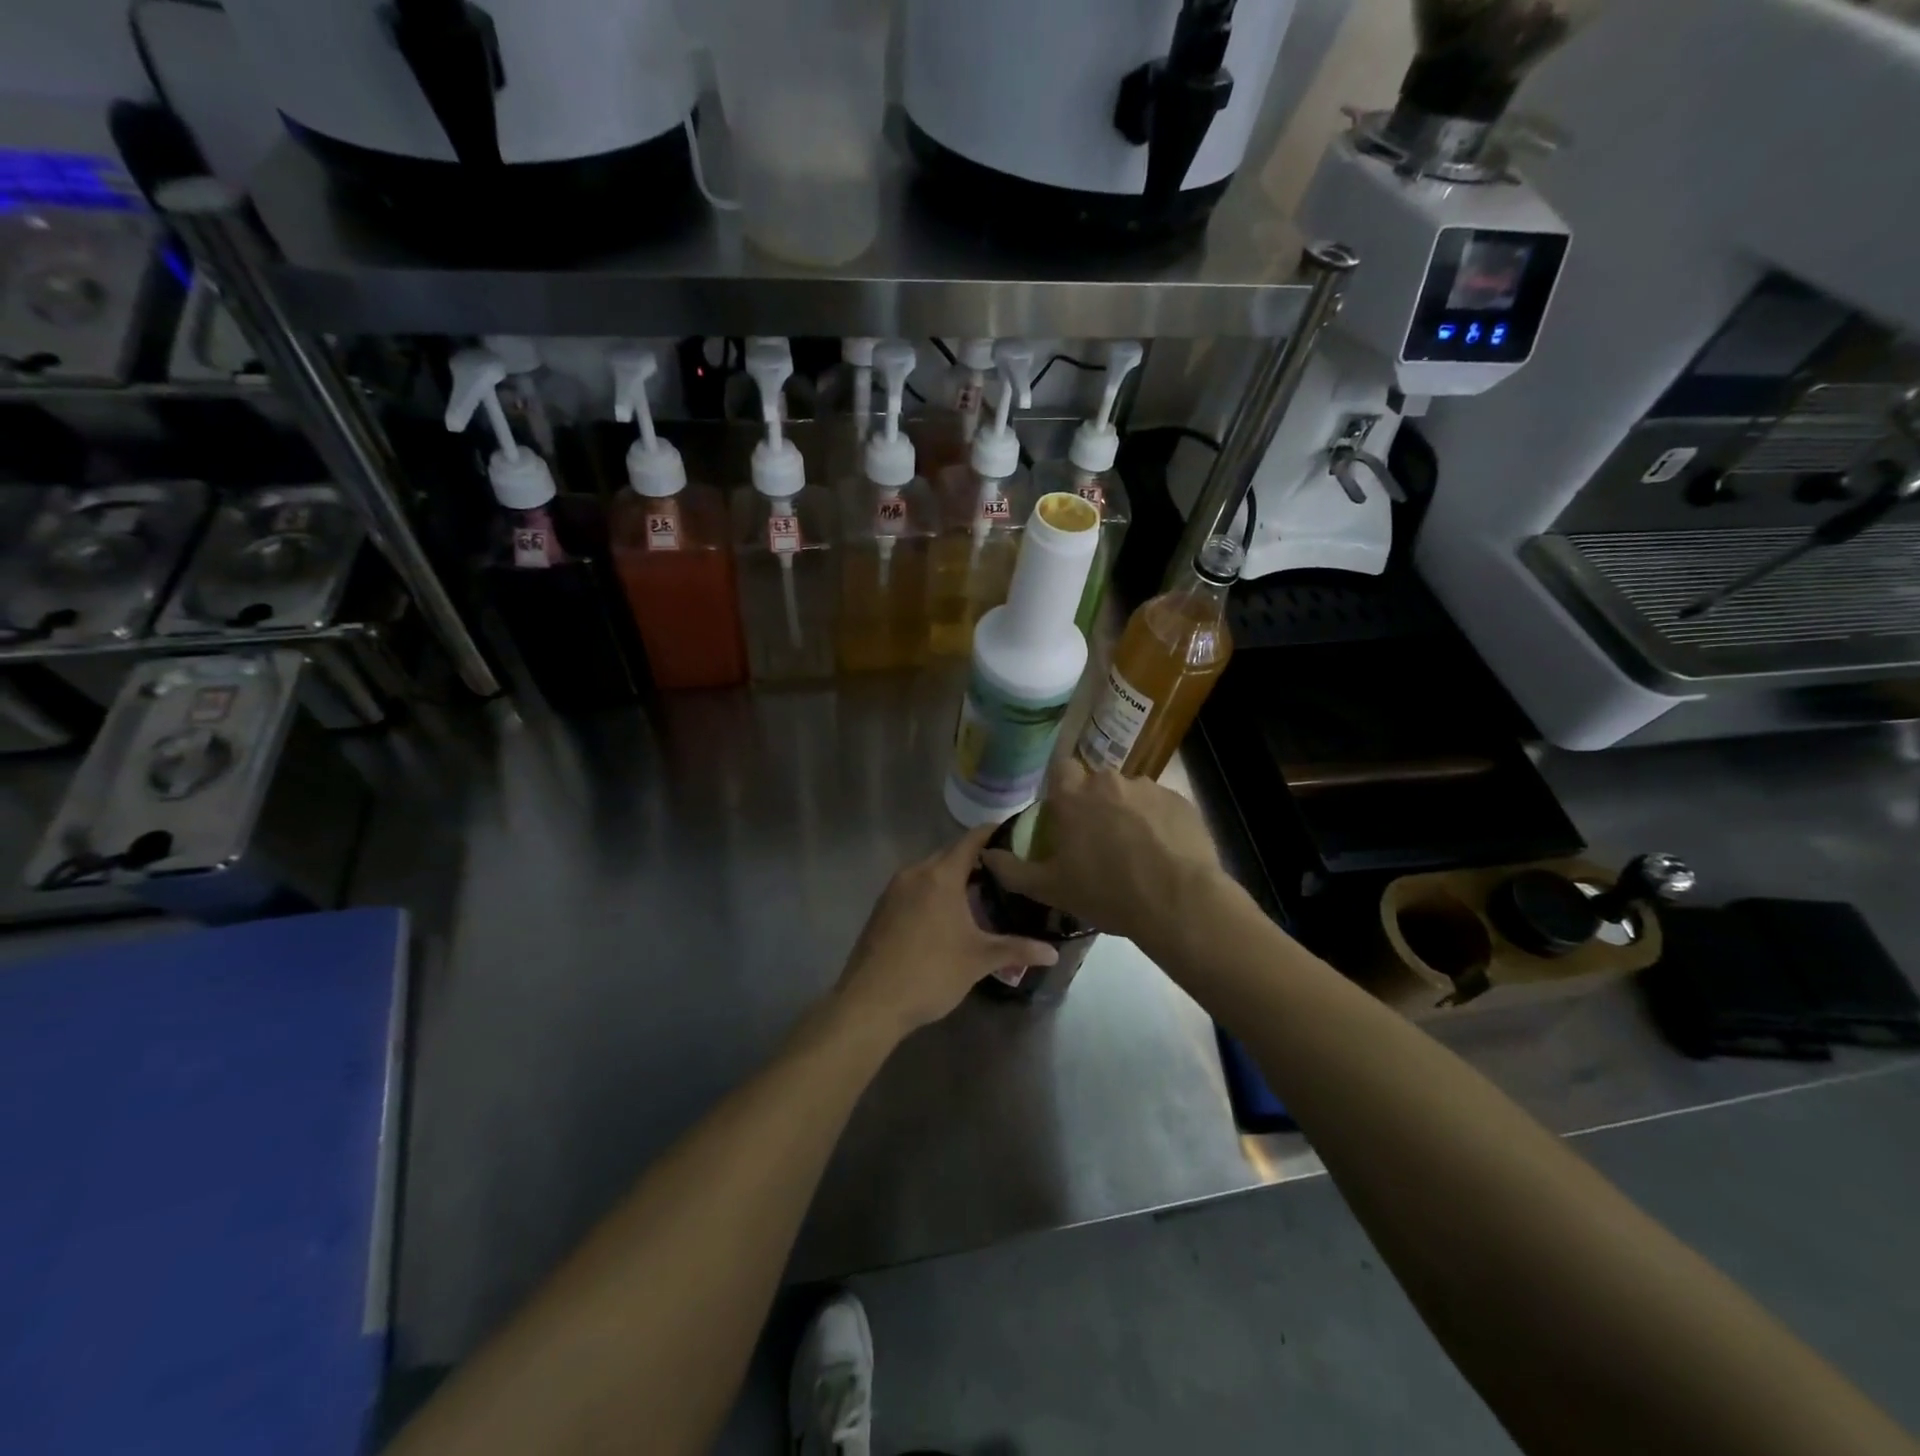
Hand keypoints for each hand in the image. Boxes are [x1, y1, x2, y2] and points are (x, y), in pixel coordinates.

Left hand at [835, 824, 1057, 1037]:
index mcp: (941, 876)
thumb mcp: (979, 960)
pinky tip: (949, 915)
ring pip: (931, 871)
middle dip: (977, 860)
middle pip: (950, 854)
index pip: (971, 840)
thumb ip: (1017, 949)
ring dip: (954, 878)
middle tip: (1006, 872)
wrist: (870, 1002)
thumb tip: (1054, 952)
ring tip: (982, 894)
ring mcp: (894, 889)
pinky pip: (915, 887)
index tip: (1017, 835)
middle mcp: (915, 872)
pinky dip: (934, 891)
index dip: (994, 833)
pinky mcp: (882, 907)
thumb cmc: (930, 973)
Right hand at [982, 761, 1226, 953]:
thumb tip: (986, 853)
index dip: (1062, 790)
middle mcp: (1109, 781)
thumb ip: (1012, 869)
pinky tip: (1163, 853)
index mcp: (1074, 796)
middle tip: (1100, 842)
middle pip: (1097, 785)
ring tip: (1137, 852)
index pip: (1061, 770)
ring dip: (1129, 814)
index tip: (1066, 818)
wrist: (1177, 901)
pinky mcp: (1181, 801)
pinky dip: (1159, 824)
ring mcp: (1149, 788)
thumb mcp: (1050, 889)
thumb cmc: (1106, 893)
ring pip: (1131, 795)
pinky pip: (1161, 807)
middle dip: (1097, 806)